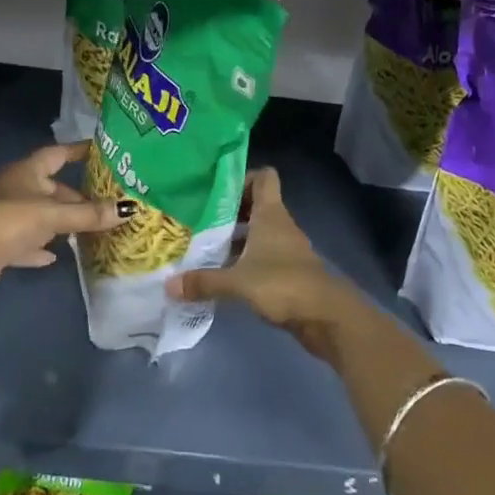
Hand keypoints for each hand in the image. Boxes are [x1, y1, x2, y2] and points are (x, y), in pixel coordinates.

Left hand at [0, 142, 129, 302]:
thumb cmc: (11, 221)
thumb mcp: (55, 215)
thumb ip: (90, 214)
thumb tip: (129, 208)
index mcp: (26, 172)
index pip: (56, 154)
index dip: (76, 151)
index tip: (99, 151)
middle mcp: (16, 190)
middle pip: (51, 188)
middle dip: (75, 196)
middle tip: (104, 203)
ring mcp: (6, 218)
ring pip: (40, 215)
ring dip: (60, 222)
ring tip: (88, 228)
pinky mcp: (1, 245)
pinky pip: (27, 243)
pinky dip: (41, 248)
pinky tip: (56, 257)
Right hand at [166, 168, 365, 359]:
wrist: (326, 318)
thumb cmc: (283, 284)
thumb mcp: (237, 282)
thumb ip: (204, 281)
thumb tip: (168, 285)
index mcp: (271, 214)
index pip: (263, 177)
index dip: (242, 178)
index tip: (215, 190)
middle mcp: (280, 225)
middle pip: (256, 204)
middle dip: (229, 210)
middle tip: (200, 218)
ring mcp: (286, 249)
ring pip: (258, 231)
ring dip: (236, 237)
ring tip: (205, 246)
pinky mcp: (288, 272)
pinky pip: (262, 256)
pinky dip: (245, 259)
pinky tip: (224, 273)